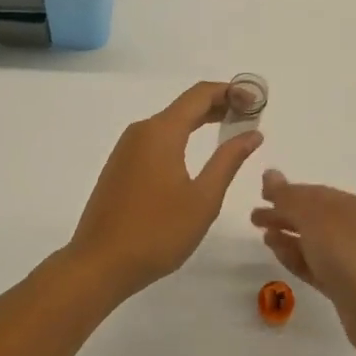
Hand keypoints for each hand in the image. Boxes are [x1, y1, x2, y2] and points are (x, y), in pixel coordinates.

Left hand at [66, 82, 263, 302]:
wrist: (98, 264)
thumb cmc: (157, 232)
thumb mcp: (203, 199)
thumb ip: (228, 160)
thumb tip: (252, 133)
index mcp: (161, 132)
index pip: (200, 94)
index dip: (231, 92)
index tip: (257, 101)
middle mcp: (141, 131)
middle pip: (185, 106)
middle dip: (219, 105)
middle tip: (250, 117)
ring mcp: (126, 149)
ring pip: (169, 123)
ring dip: (200, 122)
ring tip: (229, 132)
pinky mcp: (120, 167)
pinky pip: (155, 140)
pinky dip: (181, 138)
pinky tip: (195, 155)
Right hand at [251, 171, 355, 351]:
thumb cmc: (347, 254)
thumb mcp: (314, 218)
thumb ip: (289, 197)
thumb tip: (269, 173)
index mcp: (353, 206)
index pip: (314, 193)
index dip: (286, 192)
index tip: (260, 194)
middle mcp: (354, 229)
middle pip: (312, 217)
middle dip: (284, 215)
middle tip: (254, 218)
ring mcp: (350, 259)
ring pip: (313, 242)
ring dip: (288, 237)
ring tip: (264, 237)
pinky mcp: (344, 286)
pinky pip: (314, 265)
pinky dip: (296, 257)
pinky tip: (279, 255)